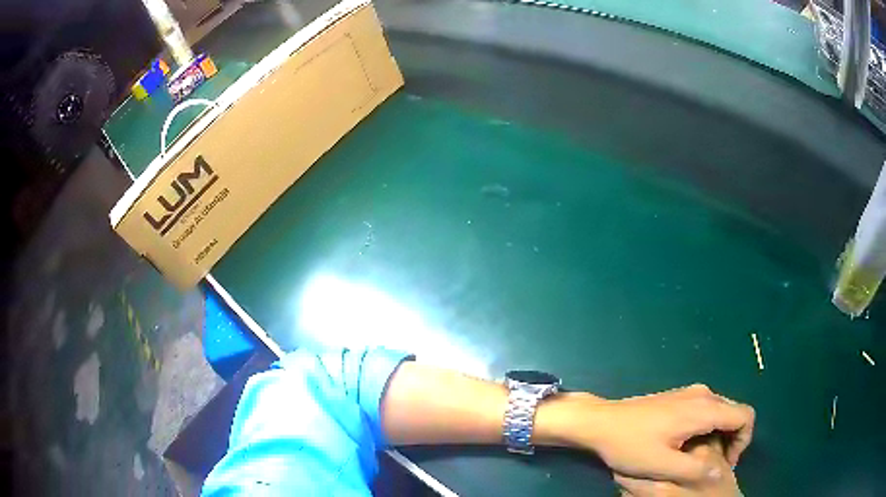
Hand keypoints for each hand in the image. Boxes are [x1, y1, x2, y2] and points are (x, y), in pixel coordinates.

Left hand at [538, 384, 753, 484]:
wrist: (601, 421)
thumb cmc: (630, 445)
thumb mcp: (662, 465)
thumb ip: (695, 470)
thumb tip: (721, 472)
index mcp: (704, 408)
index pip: (744, 416)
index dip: (743, 441)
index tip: (728, 463)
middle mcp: (703, 394)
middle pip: (735, 412)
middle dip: (733, 439)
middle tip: (717, 465)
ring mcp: (691, 393)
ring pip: (721, 411)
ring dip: (721, 435)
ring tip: (705, 460)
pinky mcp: (680, 397)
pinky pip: (707, 410)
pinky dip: (710, 427)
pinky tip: (692, 447)